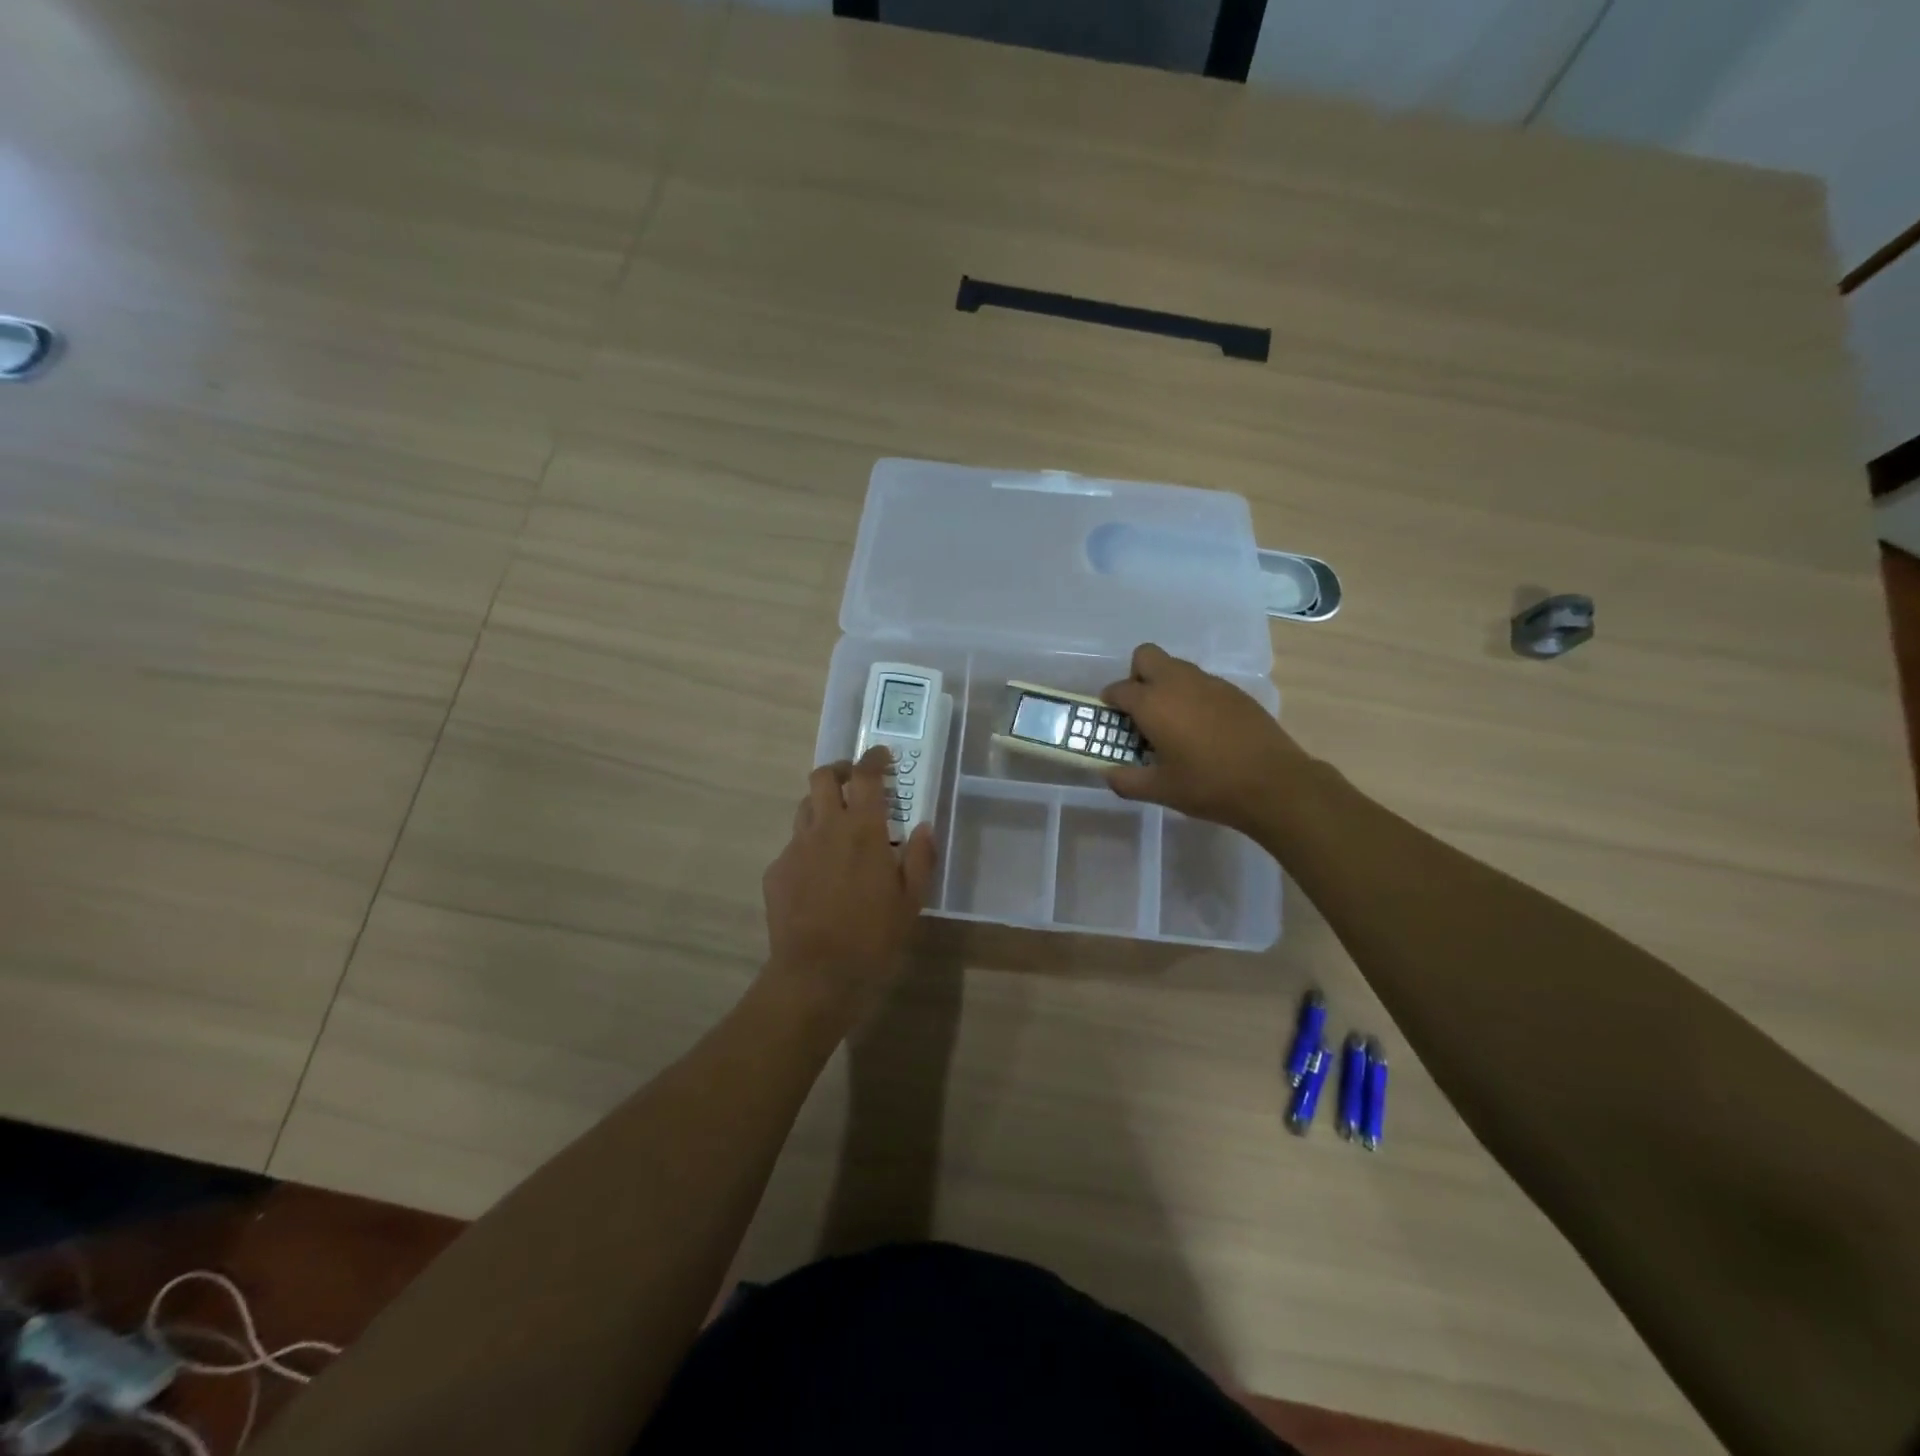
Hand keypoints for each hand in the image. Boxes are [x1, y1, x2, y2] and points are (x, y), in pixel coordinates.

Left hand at [762, 747, 937, 1032]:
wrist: (816, 973)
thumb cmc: (873, 936)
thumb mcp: (911, 900)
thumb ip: (921, 858)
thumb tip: (925, 826)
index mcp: (863, 830)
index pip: (865, 776)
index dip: (873, 759)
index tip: (881, 756)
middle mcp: (825, 828)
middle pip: (822, 777)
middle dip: (838, 771)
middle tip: (854, 783)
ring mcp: (795, 848)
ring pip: (804, 808)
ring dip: (822, 806)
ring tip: (837, 826)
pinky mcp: (776, 871)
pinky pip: (793, 845)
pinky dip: (809, 846)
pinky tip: (819, 874)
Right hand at [1101, 643, 1309, 833]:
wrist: (1274, 783)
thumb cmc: (1209, 786)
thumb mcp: (1160, 790)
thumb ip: (1126, 781)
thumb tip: (1107, 773)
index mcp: (1153, 703)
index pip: (1119, 689)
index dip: (1110, 702)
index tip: (1111, 720)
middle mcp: (1178, 682)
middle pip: (1146, 656)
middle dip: (1136, 676)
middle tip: (1141, 711)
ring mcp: (1210, 683)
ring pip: (1176, 667)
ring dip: (1165, 685)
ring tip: (1172, 723)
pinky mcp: (1234, 691)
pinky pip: (1201, 682)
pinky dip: (1192, 695)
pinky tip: (1202, 728)